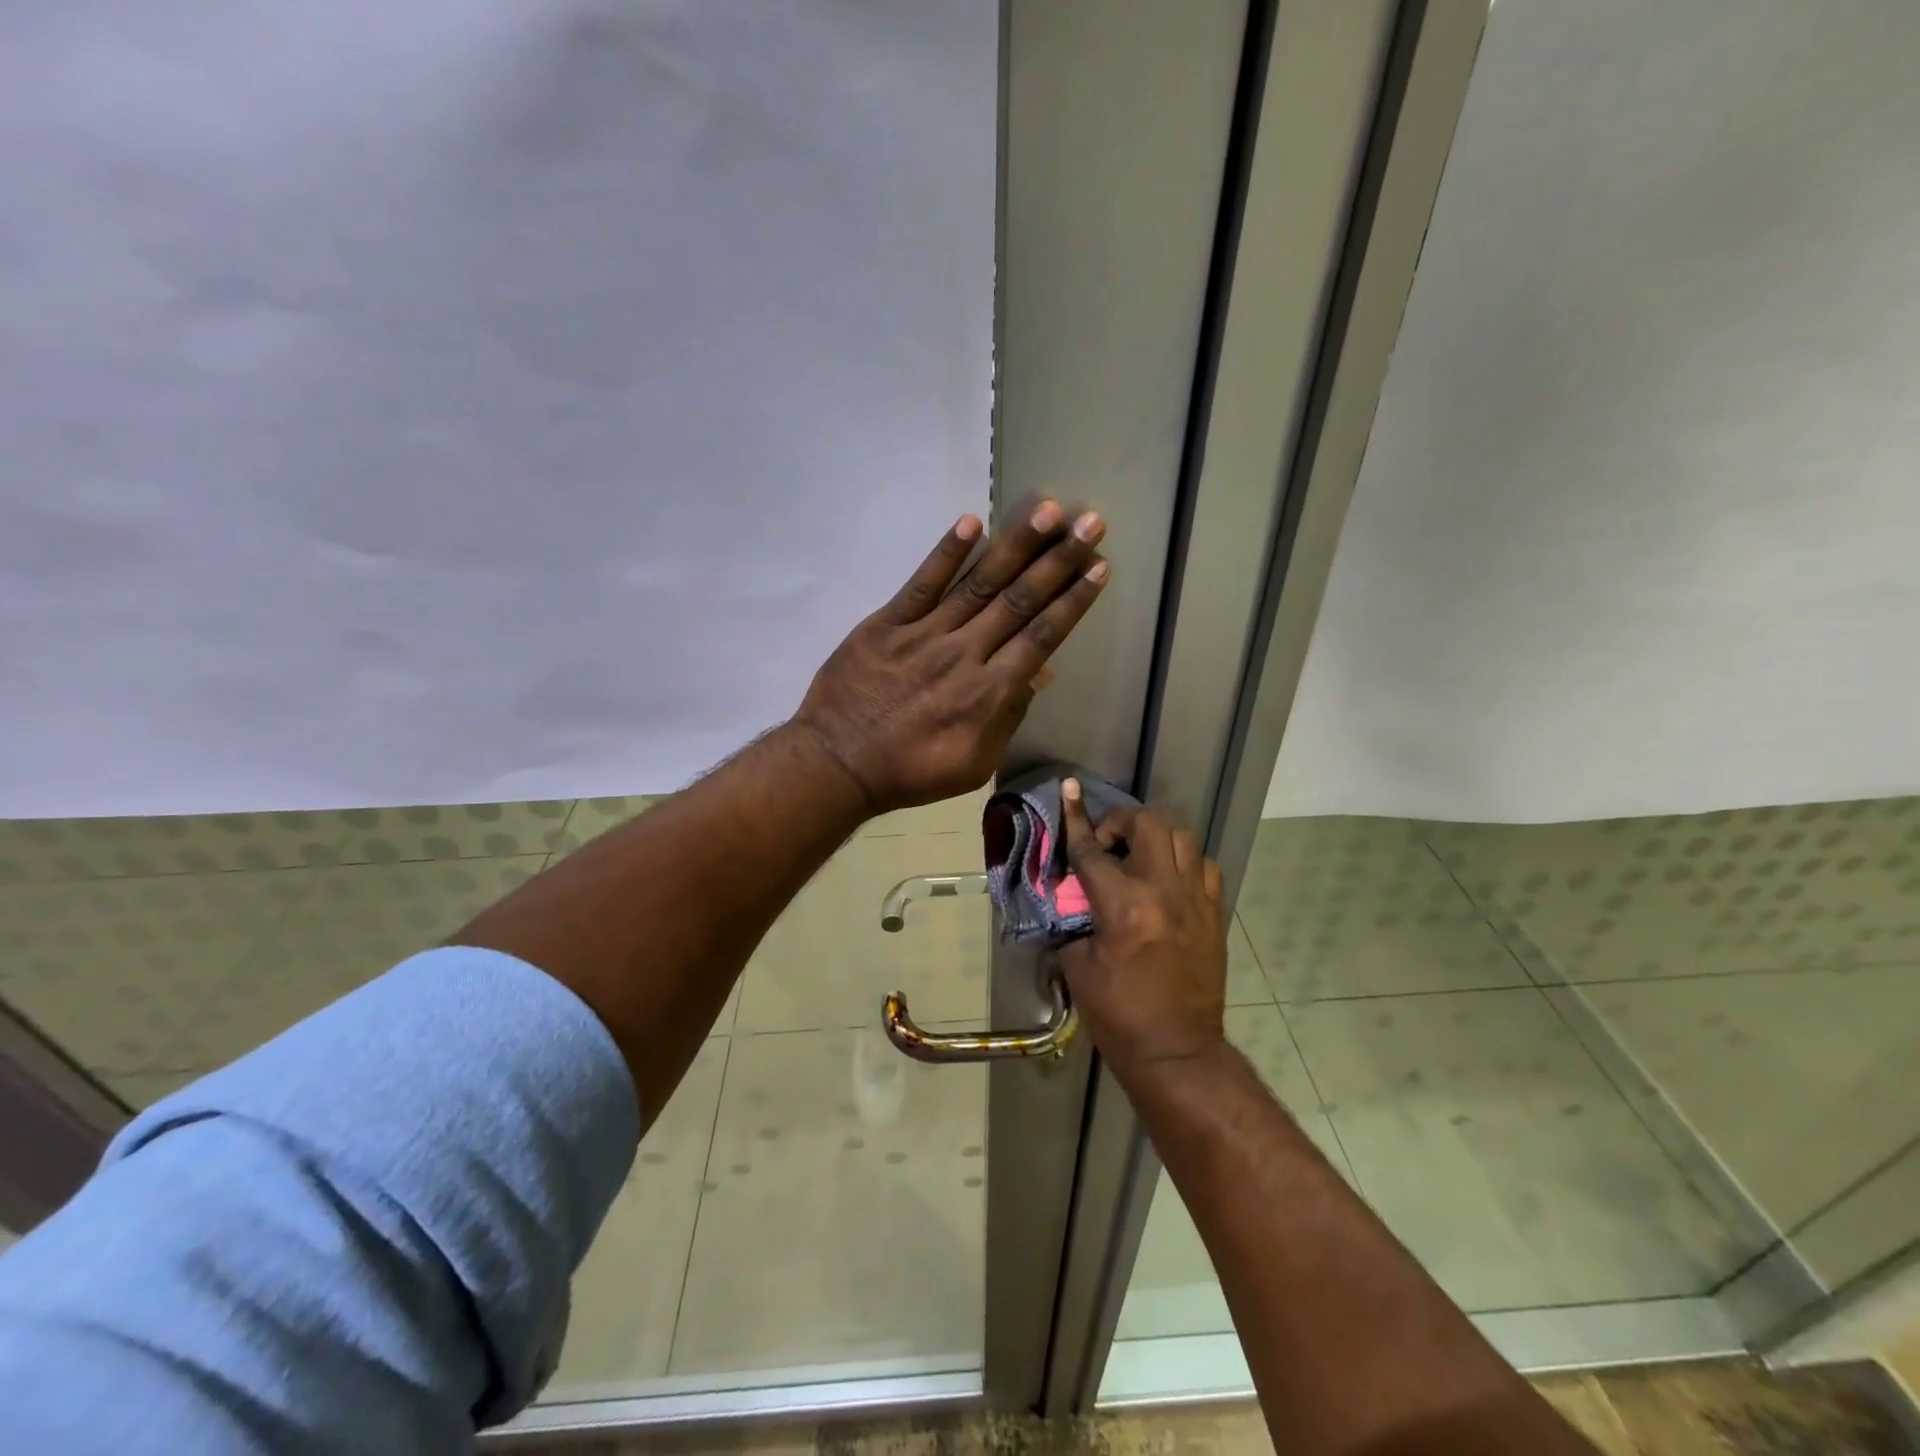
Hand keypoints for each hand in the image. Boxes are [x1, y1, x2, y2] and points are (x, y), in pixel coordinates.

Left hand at [793, 502, 1107, 812]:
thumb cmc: (911, 772)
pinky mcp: (887, 624)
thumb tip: (1033, 676)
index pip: (1041, 637)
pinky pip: (921, 584)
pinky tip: (972, 523)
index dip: (1073, 601)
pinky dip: (946, 553)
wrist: (839, 764)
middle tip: (1091, 523)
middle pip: (1019, 601)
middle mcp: (964, 654)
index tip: (1099, 567)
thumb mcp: (974, 765)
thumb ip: (1006, 719)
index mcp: (988, 693)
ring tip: (1048, 511)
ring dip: (1016, 545)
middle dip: (1059, 560)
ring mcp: (924, 634)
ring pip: (978, 584)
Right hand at [1056, 778, 1228, 1084]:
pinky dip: (1184, 862)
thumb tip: (1069, 905)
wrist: (1177, 1051)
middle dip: (1121, 822)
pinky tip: (1168, 880)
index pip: (1092, 850)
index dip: (1076, 818)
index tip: (1070, 788)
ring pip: (1182, 838)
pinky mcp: (1213, 915)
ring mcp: (1195, 901)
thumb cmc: (1119, 1014)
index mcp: (1124, 905)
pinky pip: (1204, 867)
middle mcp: (1163, 892)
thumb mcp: (1079, 968)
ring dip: (1155, 838)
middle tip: (1106, 843)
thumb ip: (1071, 926)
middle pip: (1147, 826)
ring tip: (1139, 857)